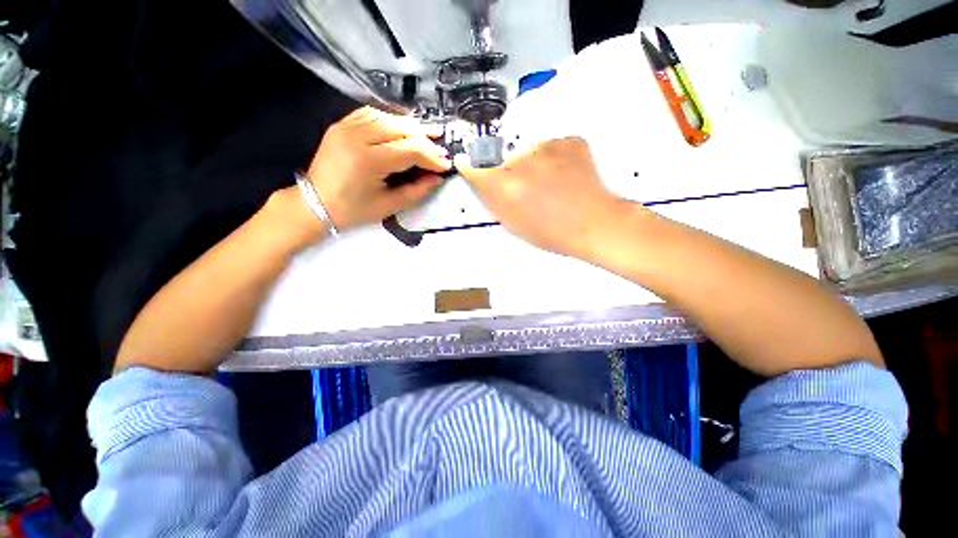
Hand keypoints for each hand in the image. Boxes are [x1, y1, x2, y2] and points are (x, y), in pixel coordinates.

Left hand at [304, 106, 451, 231]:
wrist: (315, 204)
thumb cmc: (353, 211)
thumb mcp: (389, 206)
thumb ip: (417, 191)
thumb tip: (437, 178)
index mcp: (368, 160)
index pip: (410, 150)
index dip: (432, 157)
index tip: (446, 165)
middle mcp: (357, 136)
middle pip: (401, 129)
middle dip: (425, 139)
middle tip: (441, 149)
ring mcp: (347, 127)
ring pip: (388, 118)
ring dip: (411, 127)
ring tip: (429, 134)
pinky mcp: (342, 125)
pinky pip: (372, 114)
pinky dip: (392, 119)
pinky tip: (403, 127)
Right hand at [455, 137, 637, 258]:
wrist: (594, 224)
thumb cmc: (552, 233)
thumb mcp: (513, 224)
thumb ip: (494, 201)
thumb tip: (482, 181)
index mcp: (505, 187)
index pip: (476, 169)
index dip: (472, 169)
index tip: (470, 167)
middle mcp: (521, 163)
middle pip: (504, 161)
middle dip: (509, 174)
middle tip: (527, 190)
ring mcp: (547, 148)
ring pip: (529, 154)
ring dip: (533, 166)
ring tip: (551, 185)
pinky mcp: (568, 141)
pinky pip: (551, 148)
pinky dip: (553, 159)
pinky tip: (564, 175)